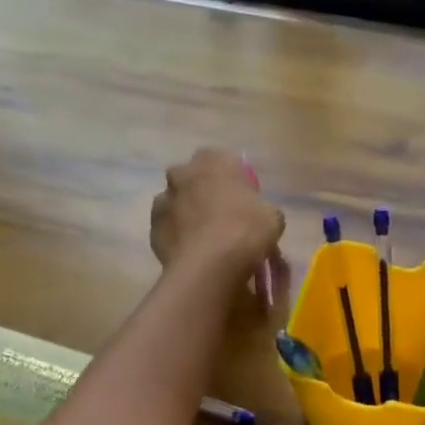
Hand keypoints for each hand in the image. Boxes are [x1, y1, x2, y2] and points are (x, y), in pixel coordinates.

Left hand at [151, 148, 283, 281]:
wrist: (210, 264)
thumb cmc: (246, 230)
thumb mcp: (272, 216)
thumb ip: (260, 207)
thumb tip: (257, 216)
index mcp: (214, 160)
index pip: (223, 161)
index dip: (233, 180)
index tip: (243, 200)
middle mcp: (183, 172)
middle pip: (194, 179)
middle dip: (204, 193)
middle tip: (223, 217)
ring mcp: (163, 199)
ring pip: (177, 203)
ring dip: (188, 214)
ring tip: (206, 240)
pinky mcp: (152, 227)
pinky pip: (168, 228)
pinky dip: (178, 236)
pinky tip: (193, 253)